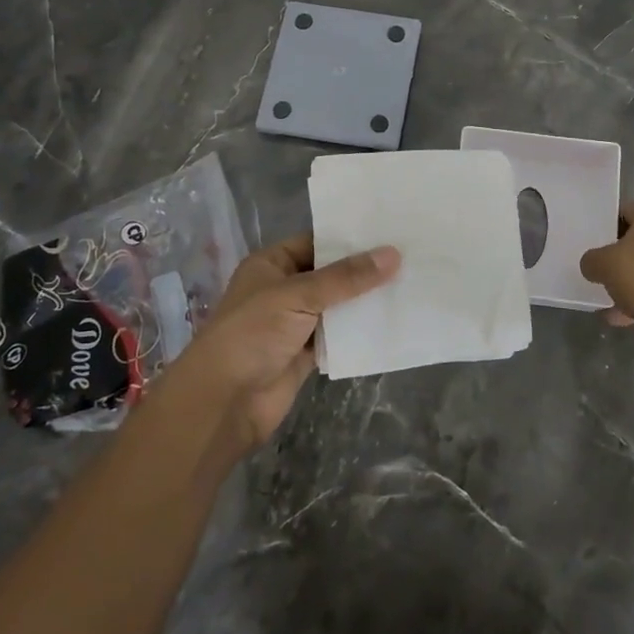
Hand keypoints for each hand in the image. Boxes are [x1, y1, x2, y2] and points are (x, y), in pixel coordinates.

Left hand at [165, 234, 398, 455]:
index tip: (389, 231)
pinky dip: (359, 332)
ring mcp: (294, 323)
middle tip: (409, 256)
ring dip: (364, 301)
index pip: (316, 241)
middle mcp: (283, 289)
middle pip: (330, 274)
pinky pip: (338, 336)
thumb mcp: (299, 295)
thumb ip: (346, 277)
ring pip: (336, 306)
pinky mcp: (305, 354)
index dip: (349, 238)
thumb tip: (393, 254)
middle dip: (363, 270)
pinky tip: (391, 321)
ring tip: (409, 284)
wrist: (224, 402)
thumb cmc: (253, 333)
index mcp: (272, 264)